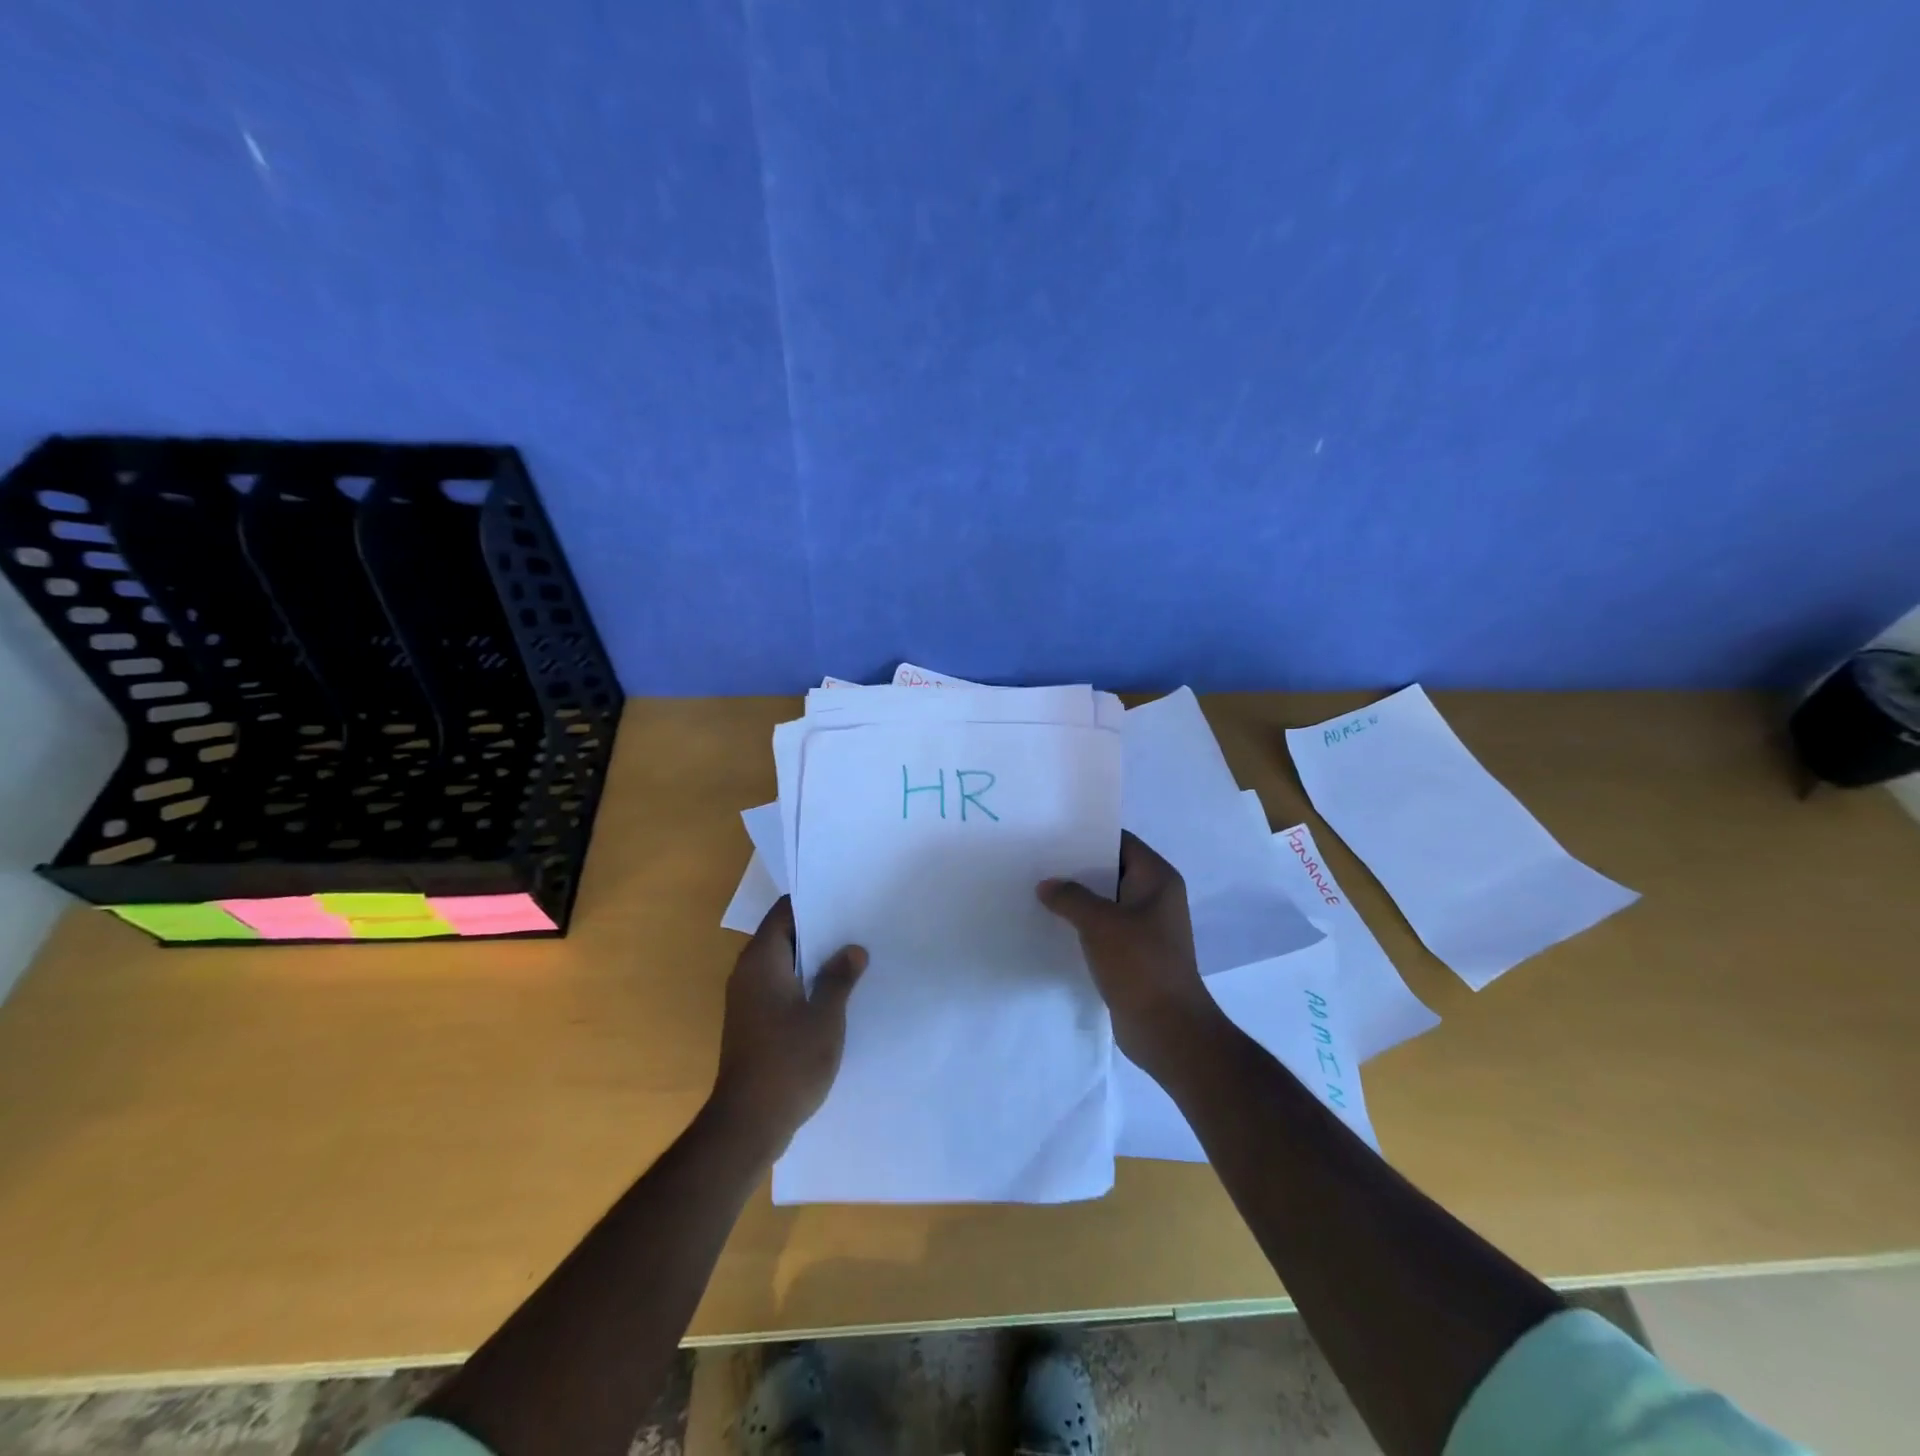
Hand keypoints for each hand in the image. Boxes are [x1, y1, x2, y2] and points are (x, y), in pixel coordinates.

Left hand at [710, 897, 866, 1156]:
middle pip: (783, 936)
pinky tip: (835, 993)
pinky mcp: (754, 1022)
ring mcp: (748, 999)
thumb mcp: (825, 1017)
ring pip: (784, 963)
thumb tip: (852, 949)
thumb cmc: (788, 1062)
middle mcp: (748, 972)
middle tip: (859, 924)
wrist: (748, 1124)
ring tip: (854, 955)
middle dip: (819, 930)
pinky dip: (805, 983)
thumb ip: (839, 978)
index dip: (814, 902)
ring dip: (814, 960)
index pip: (784, 913)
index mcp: (761, 960)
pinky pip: (781, 987)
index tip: (846, 897)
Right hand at [1038, 831, 1220, 1075]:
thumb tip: (1047, 885)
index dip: (1089, 836)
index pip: (1122, 842)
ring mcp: (1146, 927)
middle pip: (1112, 870)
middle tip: (1039, 861)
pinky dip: (1082, 925)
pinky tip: (1052, 925)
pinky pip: (1104, 929)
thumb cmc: (1139, 964)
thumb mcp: (1099, 922)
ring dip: (1077, 899)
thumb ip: (1070, 896)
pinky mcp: (1135, 953)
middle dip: (1077, 868)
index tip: (1053, 833)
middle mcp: (1155, 897)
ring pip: (1106, 902)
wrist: (1167, 1028)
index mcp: (1158, 879)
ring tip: (1038, 891)